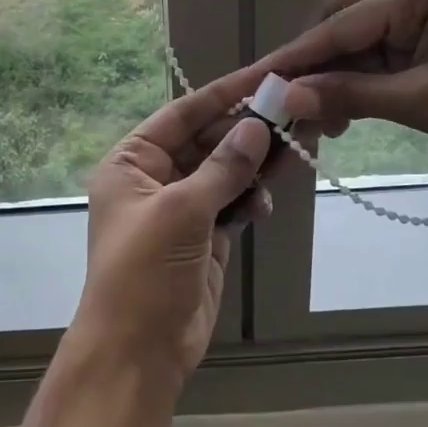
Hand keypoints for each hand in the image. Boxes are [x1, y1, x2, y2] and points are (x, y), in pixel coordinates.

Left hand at [72, 68, 277, 380]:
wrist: (138, 351)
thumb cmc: (144, 271)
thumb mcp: (181, 212)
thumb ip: (222, 168)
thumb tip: (256, 126)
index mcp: (131, 163)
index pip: (182, 115)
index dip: (223, 95)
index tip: (264, 75)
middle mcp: (154, 179)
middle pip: (207, 141)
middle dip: (247, 130)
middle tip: (295, 111)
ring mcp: (181, 209)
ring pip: (225, 172)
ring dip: (256, 163)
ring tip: (295, 148)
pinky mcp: (204, 237)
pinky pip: (233, 204)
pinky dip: (251, 198)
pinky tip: (267, 200)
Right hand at [258, 0, 427, 169]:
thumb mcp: (422, 102)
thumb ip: (352, 94)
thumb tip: (288, 97)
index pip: (341, 24)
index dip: (296, 56)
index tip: (257, 81)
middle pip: (342, 21)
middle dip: (313, 62)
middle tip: (284, 102)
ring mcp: (425, 12)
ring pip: (357, 39)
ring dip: (334, 76)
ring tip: (314, 119)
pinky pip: (379, 52)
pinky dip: (358, 80)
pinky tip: (343, 111)